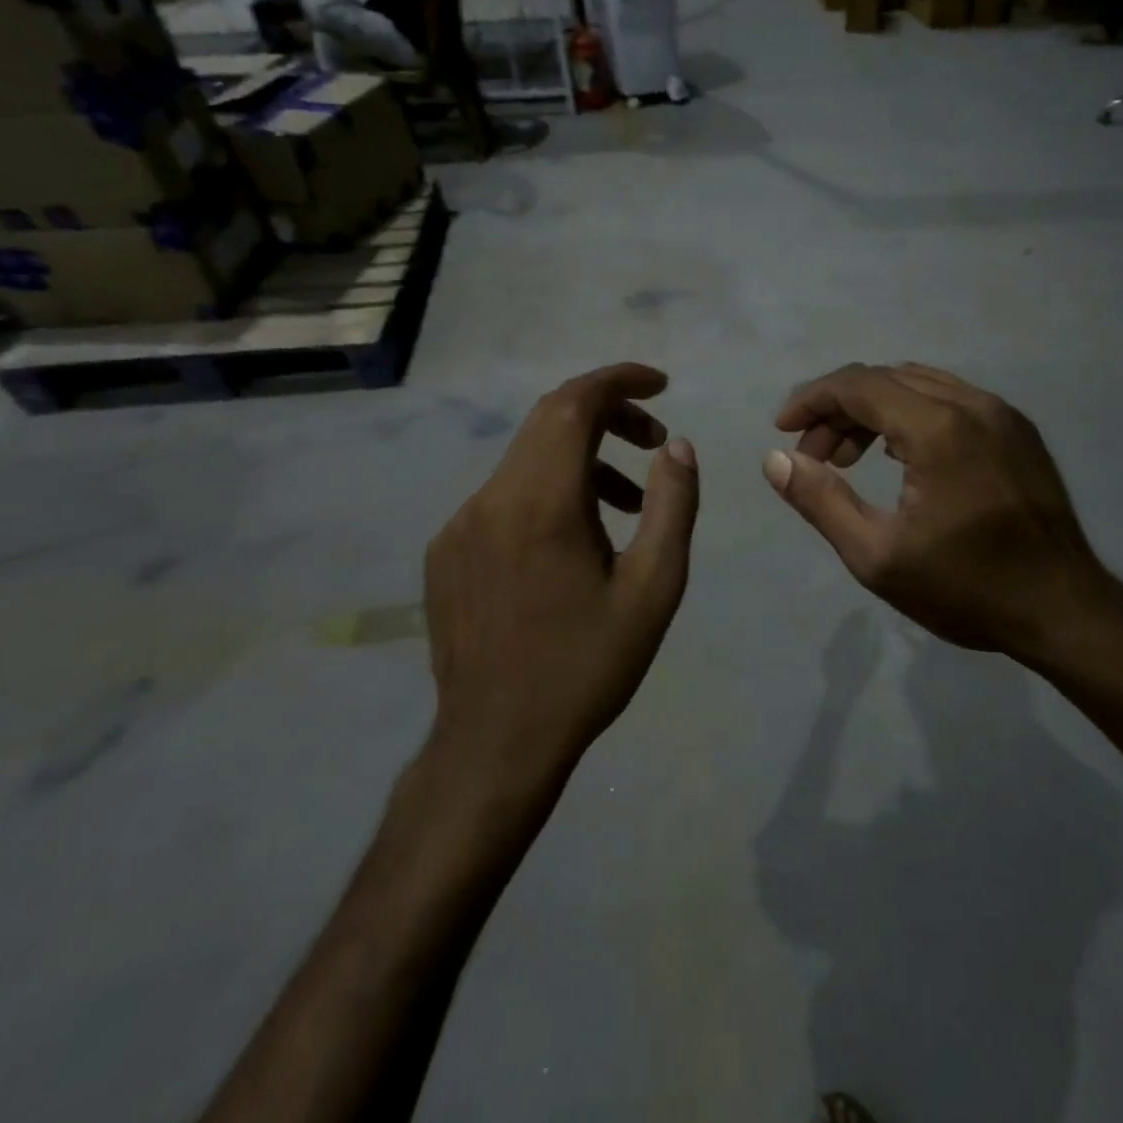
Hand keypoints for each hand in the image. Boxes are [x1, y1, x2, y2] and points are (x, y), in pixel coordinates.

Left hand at [423, 364, 698, 785]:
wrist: (496, 742)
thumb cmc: (587, 666)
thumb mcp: (654, 589)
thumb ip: (672, 506)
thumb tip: (677, 446)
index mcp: (542, 504)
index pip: (574, 404)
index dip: (618, 380)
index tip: (660, 384)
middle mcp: (491, 500)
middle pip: (548, 421)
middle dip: (607, 415)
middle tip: (655, 441)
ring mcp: (460, 526)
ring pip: (527, 460)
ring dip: (581, 459)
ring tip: (628, 502)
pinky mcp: (446, 552)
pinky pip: (503, 497)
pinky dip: (548, 492)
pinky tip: (575, 540)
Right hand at [763, 363, 1122, 668]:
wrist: (1063, 610)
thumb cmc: (966, 589)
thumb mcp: (877, 556)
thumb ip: (821, 501)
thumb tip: (775, 460)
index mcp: (939, 428)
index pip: (859, 385)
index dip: (812, 400)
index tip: (782, 429)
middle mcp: (973, 404)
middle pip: (886, 380)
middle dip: (838, 409)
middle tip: (813, 456)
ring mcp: (1002, 414)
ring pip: (919, 385)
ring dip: (874, 411)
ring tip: (848, 458)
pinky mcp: (1018, 430)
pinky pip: (950, 401)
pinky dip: (911, 415)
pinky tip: (898, 456)